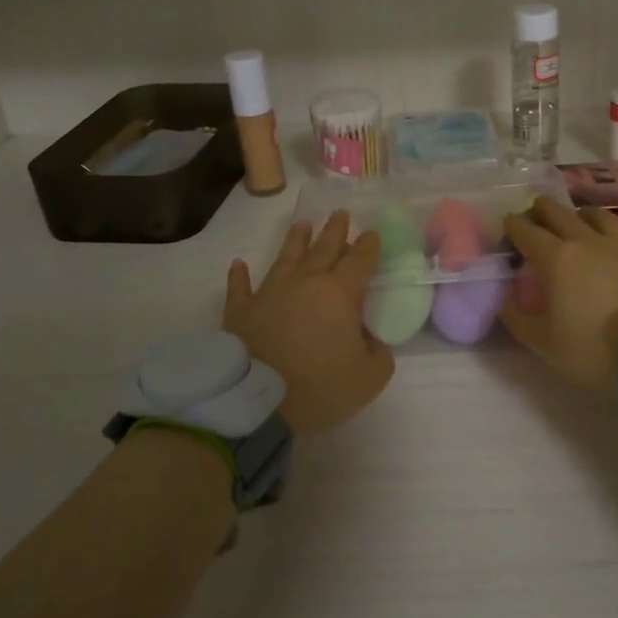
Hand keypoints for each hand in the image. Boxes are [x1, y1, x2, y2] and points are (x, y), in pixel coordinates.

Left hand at [224, 211, 395, 435]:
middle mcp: (305, 283)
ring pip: (285, 258)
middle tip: (340, 213)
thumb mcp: (369, 378)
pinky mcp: (241, 312)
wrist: (258, 403)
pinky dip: (239, 276)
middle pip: (324, 249)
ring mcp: (269, 293)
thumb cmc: (321, 388)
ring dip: (295, 241)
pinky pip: (239, 288)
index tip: (373, 234)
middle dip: (334, 230)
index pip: (360, 260)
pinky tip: (238, 264)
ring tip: (302, 225)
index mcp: (340, 293)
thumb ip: (379, 354)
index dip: (369, 245)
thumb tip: (371, 341)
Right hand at [501, 197, 617, 391]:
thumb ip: (518, 318)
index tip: (506, 230)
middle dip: (540, 211)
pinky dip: (604, 229)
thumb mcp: (545, 343)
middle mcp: (585, 240)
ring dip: (575, 214)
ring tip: (573, 223)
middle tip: (534, 220)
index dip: (512, 226)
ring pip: (592, 213)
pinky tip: (606, 245)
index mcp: (556, 257)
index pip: (525, 230)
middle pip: (557, 211)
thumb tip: (504, 299)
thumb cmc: (596, 348)